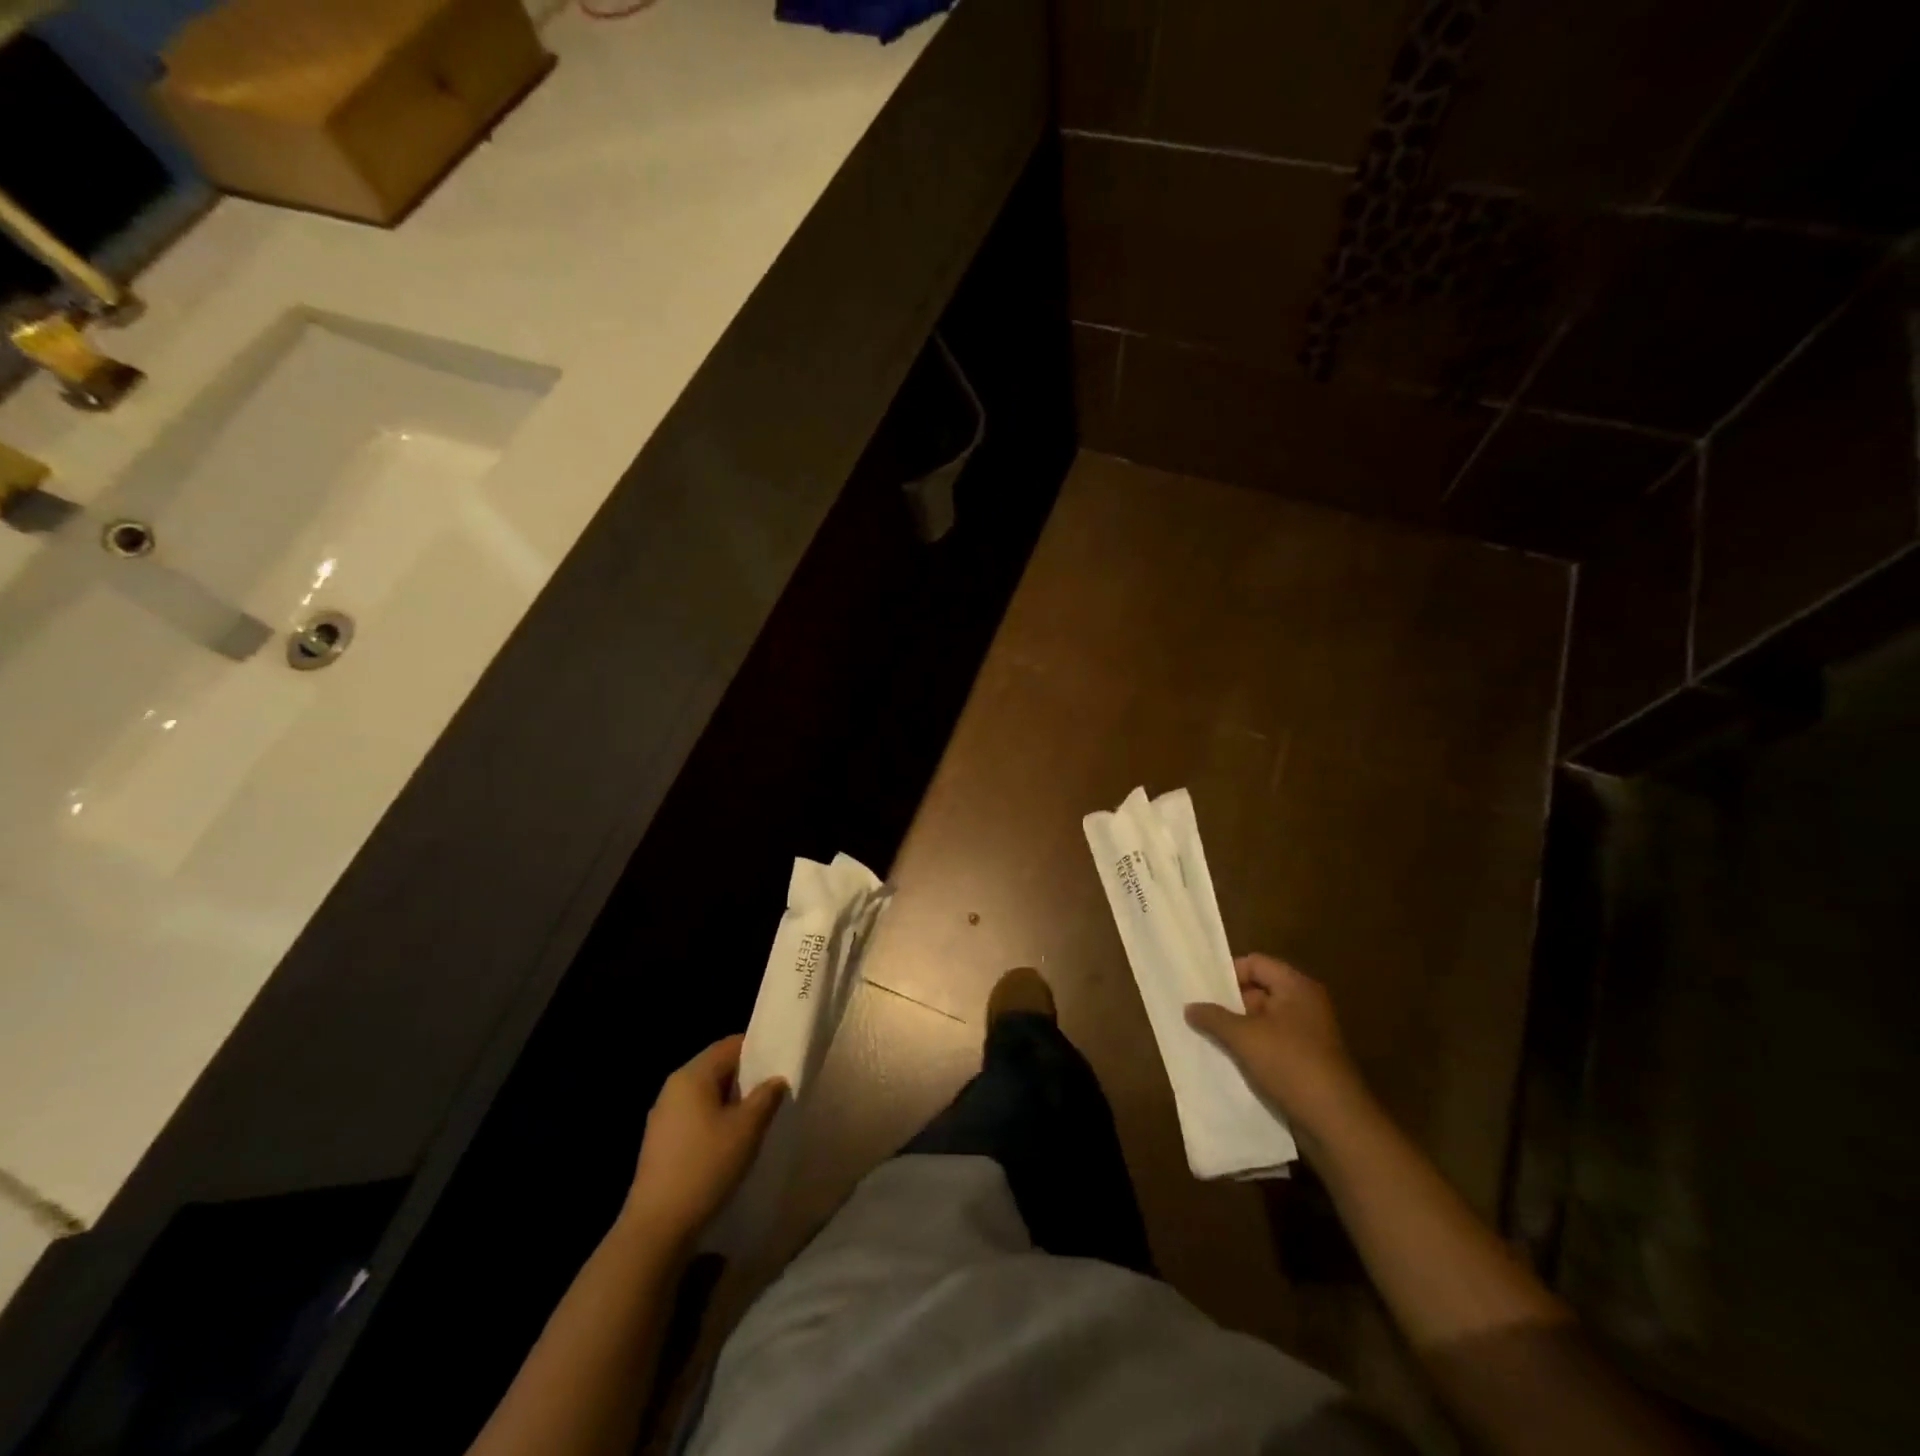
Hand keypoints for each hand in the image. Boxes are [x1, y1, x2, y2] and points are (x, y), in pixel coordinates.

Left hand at [624, 1034, 785, 1244]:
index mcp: (692, 1075)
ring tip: (757, 1118)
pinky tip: (730, 1143)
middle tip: (775, 1092)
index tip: (781, 1063)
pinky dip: (714, 1120)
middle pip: (716, 1068)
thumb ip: (766, 1097)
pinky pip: (694, 1117)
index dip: (758, 1050)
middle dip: (746, 1078)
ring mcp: (663, 1116)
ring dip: (731, 1102)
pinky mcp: (660, 1142)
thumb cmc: (705, 1167)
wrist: (656, 1228)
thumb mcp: (746, 1130)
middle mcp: (673, 1087)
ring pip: (706, 1095)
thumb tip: (776, 1079)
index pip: (730, 1045)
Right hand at [1185, 954, 1368, 1141]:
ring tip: (1209, 1036)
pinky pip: (1272, 1044)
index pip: (1255, 963)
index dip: (1228, 973)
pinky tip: (1230, 1060)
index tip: (1203, 990)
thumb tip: (1189, 1007)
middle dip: (1229, 1003)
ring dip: (1238, 1028)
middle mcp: (1305, 1004)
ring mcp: (1309, 1034)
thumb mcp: (1244, 1037)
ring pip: (1264, 1020)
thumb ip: (1213, 1018)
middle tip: (1200, 1013)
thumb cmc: (1290, 1065)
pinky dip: (1252, 1048)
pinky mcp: (1307, 1061)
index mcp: (1296, 987)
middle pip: (1259, 990)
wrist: (1336, 1123)